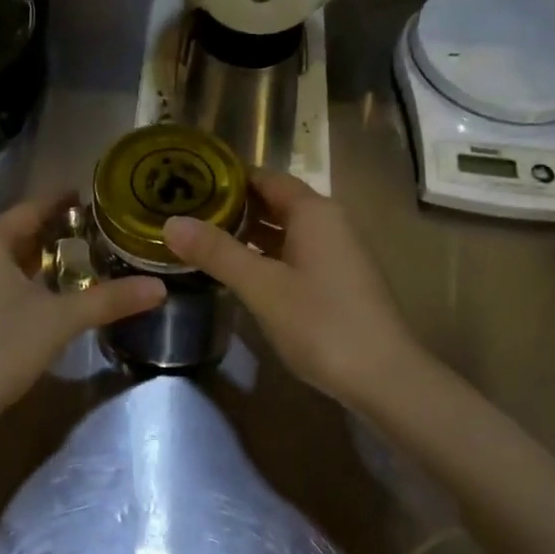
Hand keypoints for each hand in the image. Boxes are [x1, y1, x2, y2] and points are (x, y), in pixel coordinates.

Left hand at [0, 195, 165, 430]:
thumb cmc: (1, 348)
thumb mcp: (61, 320)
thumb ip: (110, 300)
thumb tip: (160, 287)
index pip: (28, 210)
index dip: (58, 202)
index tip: (84, 194)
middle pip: (11, 235)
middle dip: (47, 234)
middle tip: (86, 233)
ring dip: (29, 260)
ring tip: (67, 262)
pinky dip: (11, 280)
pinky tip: (34, 296)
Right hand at [163, 170, 427, 408]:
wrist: (383, 376)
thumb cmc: (321, 323)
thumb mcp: (262, 286)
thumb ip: (217, 252)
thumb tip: (171, 222)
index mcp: (314, 211)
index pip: (265, 177)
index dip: (227, 178)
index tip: (187, 184)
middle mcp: (329, 222)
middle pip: (276, 202)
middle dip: (233, 206)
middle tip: (186, 214)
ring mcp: (337, 252)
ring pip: (285, 230)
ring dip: (249, 233)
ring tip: (203, 240)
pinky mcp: (339, 280)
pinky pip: (296, 254)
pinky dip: (267, 255)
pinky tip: (240, 272)